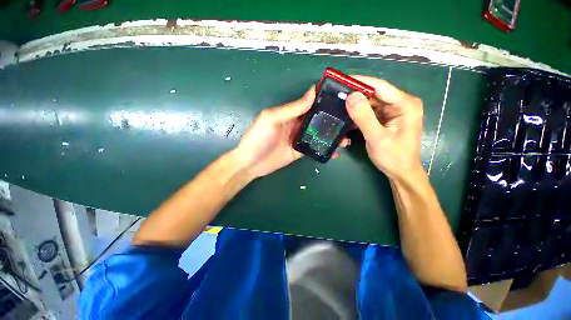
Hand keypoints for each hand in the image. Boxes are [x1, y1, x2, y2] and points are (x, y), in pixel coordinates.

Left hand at [234, 87, 348, 178]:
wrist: (250, 163)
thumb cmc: (258, 138)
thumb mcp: (272, 119)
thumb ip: (292, 108)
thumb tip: (312, 92)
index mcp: (290, 113)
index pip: (310, 105)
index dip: (325, 102)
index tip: (342, 102)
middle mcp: (296, 124)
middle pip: (317, 120)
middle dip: (332, 121)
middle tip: (350, 122)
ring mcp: (299, 139)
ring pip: (318, 135)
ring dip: (331, 136)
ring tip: (346, 138)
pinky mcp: (300, 151)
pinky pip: (314, 148)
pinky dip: (325, 149)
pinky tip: (335, 151)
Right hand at [345, 76, 423, 180]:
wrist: (401, 172)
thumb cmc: (393, 157)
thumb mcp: (377, 138)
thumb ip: (364, 117)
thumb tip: (350, 96)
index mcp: (404, 104)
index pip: (379, 86)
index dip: (359, 82)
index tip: (340, 80)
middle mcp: (399, 104)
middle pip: (373, 94)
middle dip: (354, 96)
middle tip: (335, 96)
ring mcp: (392, 111)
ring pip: (369, 103)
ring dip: (354, 107)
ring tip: (337, 106)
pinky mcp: (385, 119)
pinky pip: (369, 113)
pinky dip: (357, 115)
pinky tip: (346, 118)